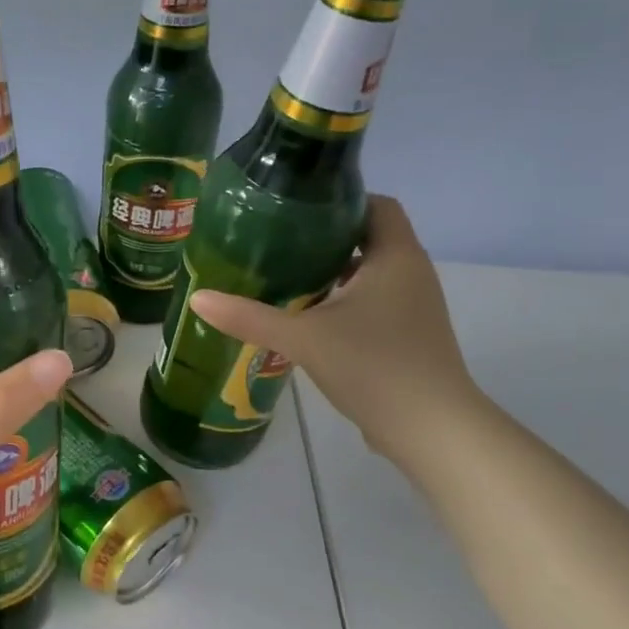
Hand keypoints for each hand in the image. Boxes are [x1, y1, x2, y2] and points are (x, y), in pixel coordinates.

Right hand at [188, 196, 480, 464]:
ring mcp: (414, 307)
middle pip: (369, 238)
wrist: (430, 428)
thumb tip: (198, 298)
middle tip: (276, 244)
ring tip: (285, 278)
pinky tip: (308, 319)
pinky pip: (374, 303)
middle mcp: (411, 273)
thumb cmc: (373, 366)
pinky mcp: (409, 335)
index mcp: (395, 256)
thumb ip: (250, 317)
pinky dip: (343, 302)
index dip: (339, 200)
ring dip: (333, 273)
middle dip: (325, 239)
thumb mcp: (303, 338)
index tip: (295, 210)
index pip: (376, 204)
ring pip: (370, 274)